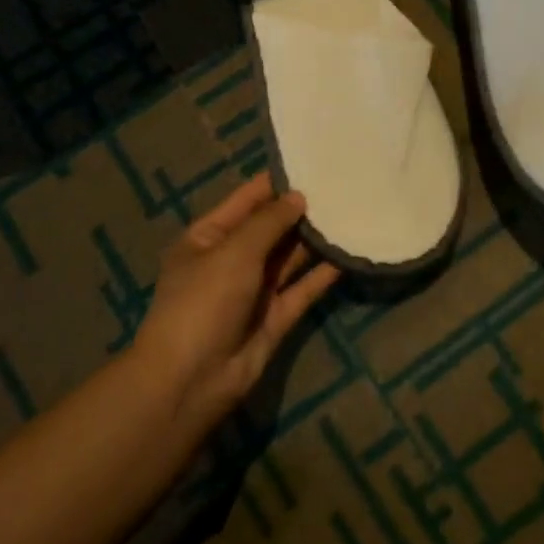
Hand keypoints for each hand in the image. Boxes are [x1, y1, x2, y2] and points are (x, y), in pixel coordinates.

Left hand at [131, 173, 340, 430]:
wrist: (191, 381)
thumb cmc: (203, 301)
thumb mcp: (233, 251)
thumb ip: (269, 222)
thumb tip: (299, 197)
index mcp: (209, 237)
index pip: (247, 199)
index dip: (277, 182)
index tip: (314, 162)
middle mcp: (231, 259)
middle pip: (271, 227)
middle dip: (302, 209)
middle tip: (344, 186)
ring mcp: (254, 290)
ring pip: (289, 257)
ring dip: (315, 239)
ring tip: (352, 213)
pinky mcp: (275, 317)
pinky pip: (302, 288)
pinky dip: (322, 274)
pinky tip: (348, 254)